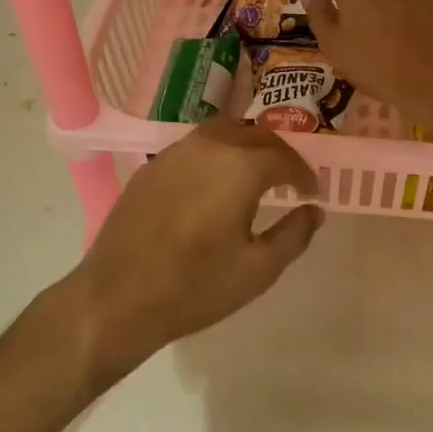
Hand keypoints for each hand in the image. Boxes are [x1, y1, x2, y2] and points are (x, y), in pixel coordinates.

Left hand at [71, 121, 321, 379]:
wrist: (118, 298)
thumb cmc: (196, 286)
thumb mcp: (258, 269)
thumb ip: (294, 234)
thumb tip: (314, 211)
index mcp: (240, 166)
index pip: (284, 157)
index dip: (303, 174)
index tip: (312, 193)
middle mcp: (209, 146)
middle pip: (255, 135)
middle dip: (279, 154)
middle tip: (290, 180)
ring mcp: (174, 152)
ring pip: (223, 133)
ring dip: (247, 148)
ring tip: (256, 176)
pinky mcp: (151, 167)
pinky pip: (195, 148)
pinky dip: (216, 156)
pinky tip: (215, 185)